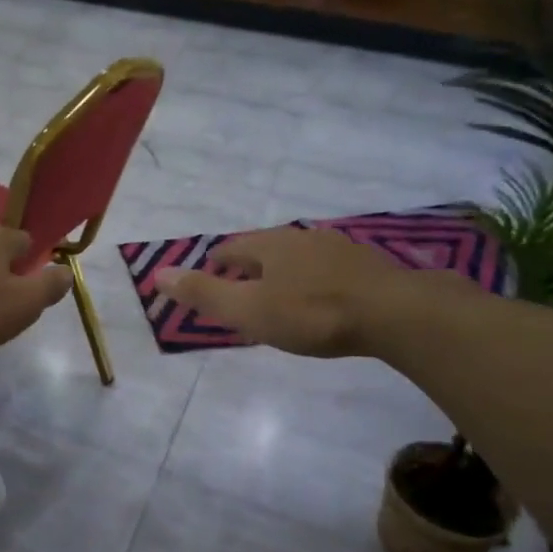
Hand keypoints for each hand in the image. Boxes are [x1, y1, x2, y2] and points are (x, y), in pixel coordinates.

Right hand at [153, 226, 473, 358]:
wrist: (395, 313)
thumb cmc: (312, 313)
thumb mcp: (249, 310)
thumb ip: (204, 293)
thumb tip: (157, 274)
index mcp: (269, 244)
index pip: (230, 248)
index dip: (216, 266)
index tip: (211, 284)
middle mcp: (301, 237)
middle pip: (264, 250)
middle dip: (249, 270)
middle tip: (243, 295)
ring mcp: (337, 248)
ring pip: (297, 258)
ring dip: (283, 275)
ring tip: (280, 300)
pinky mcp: (367, 266)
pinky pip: (327, 270)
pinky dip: (314, 282)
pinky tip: (322, 301)